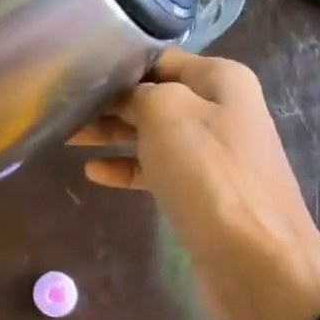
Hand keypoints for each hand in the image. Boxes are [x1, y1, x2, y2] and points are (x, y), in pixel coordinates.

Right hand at [72, 49, 319, 319]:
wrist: (257, 260)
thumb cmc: (210, 174)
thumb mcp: (167, 113)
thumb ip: (138, 93)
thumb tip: (123, 96)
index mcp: (220, 80)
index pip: (159, 59)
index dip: (118, 64)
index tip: (76, 71)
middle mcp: (219, 110)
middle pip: (152, 96)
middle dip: (109, 102)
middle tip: (62, 108)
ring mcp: (211, 154)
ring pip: (151, 134)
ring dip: (111, 134)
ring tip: (68, 136)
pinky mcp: (200, 192)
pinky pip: (156, 170)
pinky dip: (126, 168)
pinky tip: (94, 173)